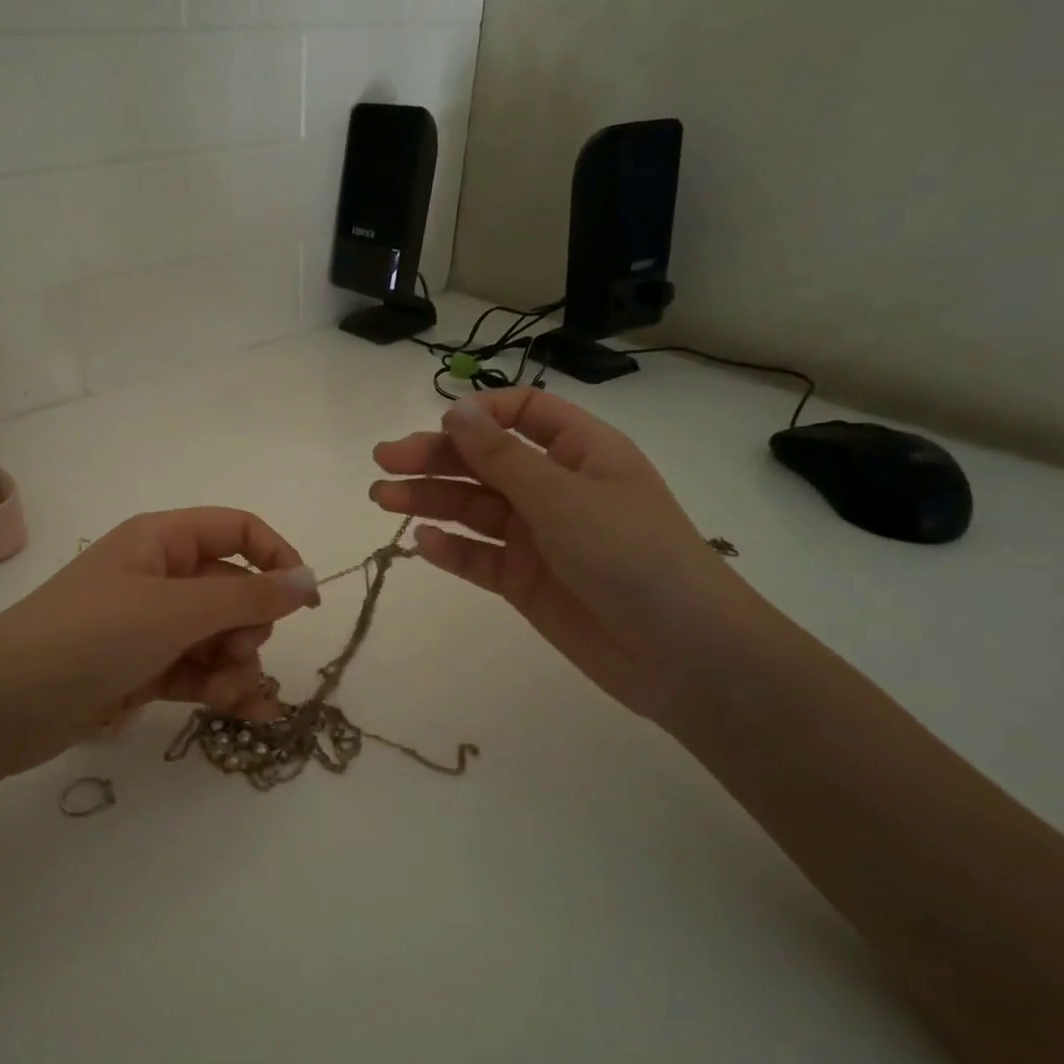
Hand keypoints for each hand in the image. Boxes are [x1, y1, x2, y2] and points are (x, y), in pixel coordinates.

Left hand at [0, 508, 318, 775]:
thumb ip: (248, 597)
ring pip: (218, 637)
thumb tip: (308, 580)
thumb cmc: (91, 636)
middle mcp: (158, 576)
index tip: (306, 602)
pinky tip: (248, 715)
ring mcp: (149, 625)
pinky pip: (198, 671)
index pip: (237, 531)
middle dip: (250, 627)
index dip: (278, 558)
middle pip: (233, 590)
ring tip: (232, 698)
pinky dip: (221, 689)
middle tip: (240, 654)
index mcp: (162, 540)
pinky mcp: (142, 669)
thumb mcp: (175, 610)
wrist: (2, 705)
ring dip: (237, 666)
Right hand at [370, 390, 765, 719]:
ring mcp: (538, 538)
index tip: (439, 427)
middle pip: (486, 461)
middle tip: (383, 463)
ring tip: (382, 499)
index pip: (525, 413)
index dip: (481, 414)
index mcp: (580, 452)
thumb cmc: (632, 555)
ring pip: (474, 509)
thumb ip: (502, 457)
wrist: (680, 654)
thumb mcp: (563, 498)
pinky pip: (479, 557)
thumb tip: (455, 410)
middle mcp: (556, 489)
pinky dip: (450, 549)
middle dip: (435, 458)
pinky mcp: (524, 582)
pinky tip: (420, 543)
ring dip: (430, 501)